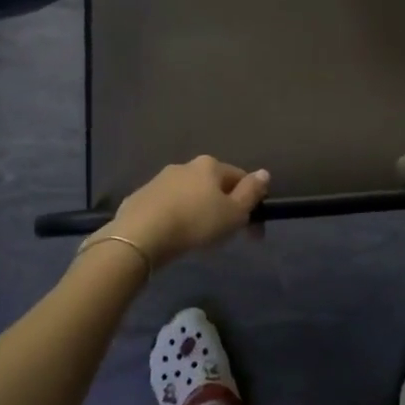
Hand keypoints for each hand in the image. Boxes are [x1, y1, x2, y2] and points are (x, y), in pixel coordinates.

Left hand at [109, 156, 270, 266]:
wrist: (141, 235)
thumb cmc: (195, 223)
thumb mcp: (233, 213)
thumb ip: (251, 193)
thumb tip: (264, 173)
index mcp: (210, 165)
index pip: (239, 178)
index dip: (250, 203)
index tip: (252, 231)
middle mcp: (185, 166)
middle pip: (213, 185)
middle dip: (222, 207)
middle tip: (226, 236)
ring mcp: (159, 180)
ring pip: (188, 194)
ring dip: (197, 211)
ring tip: (198, 238)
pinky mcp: (140, 197)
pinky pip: (166, 206)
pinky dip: (175, 217)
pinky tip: (173, 236)